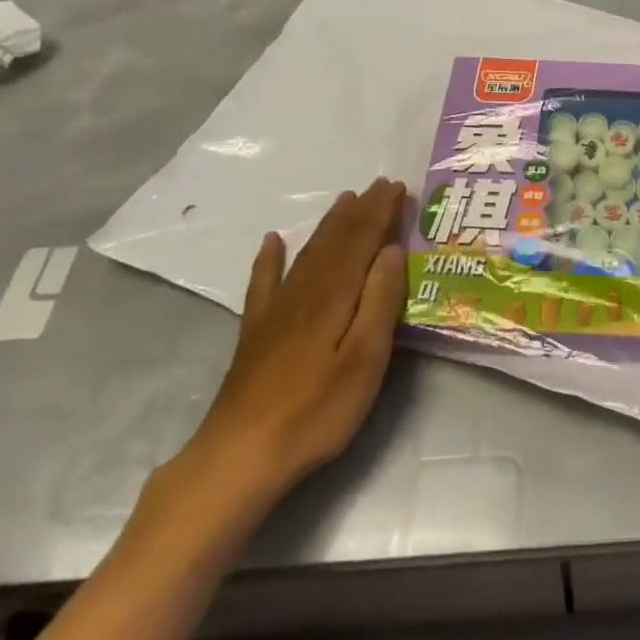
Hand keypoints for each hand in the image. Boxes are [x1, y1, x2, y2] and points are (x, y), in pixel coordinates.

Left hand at [182, 178, 409, 499]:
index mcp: (336, 295)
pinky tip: (271, 241)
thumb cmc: (316, 410)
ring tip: (344, 200)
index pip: (362, 240)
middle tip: (379, 184)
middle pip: (336, 240)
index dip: (381, 212)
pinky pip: (263, 282)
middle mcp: (305, 290)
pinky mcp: (256, 331)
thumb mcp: (365, 359)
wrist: (240, 454)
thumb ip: (380, 301)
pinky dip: (269, 258)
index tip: (398, 187)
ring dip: (328, 224)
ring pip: (308, 252)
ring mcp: (276, 309)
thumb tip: (391, 250)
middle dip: (360, 210)